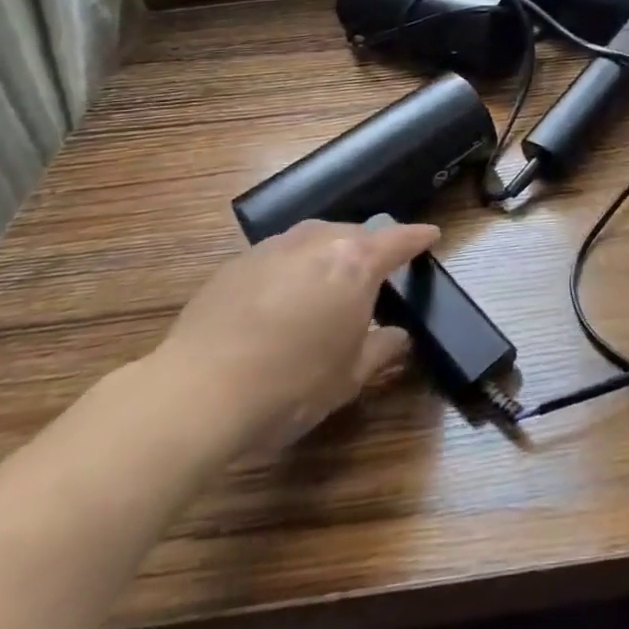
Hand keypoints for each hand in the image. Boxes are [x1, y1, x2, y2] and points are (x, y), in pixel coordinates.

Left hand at [147, 219, 438, 453]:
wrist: (197, 393)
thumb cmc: (290, 384)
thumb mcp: (348, 377)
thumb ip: (380, 350)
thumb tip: (398, 338)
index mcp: (356, 262)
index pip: (399, 240)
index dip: (418, 237)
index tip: (431, 235)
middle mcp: (318, 241)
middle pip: (355, 234)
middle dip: (369, 250)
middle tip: (374, 276)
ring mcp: (274, 248)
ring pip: (314, 240)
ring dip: (327, 257)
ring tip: (325, 287)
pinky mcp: (236, 263)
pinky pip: (278, 257)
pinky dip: (290, 271)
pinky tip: (278, 304)